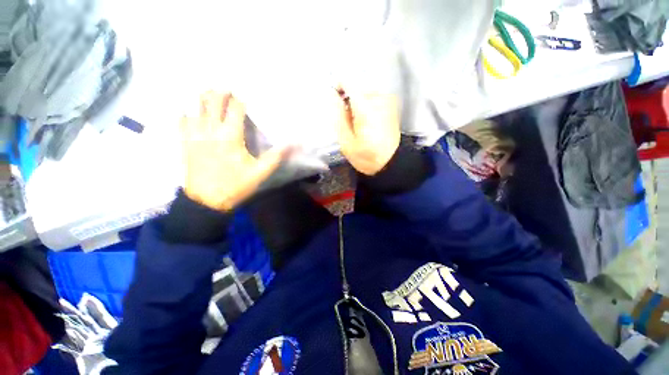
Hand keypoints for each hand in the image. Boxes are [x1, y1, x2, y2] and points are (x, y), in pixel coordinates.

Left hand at [181, 91, 289, 211]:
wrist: (206, 201)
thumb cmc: (235, 185)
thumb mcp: (260, 172)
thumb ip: (275, 156)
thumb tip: (293, 144)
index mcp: (230, 135)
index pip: (235, 108)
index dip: (241, 98)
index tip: (247, 93)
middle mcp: (210, 129)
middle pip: (213, 101)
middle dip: (222, 91)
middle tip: (229, 88)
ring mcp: (194, 134)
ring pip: (196, 106)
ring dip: (205, 97)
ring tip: (213, 93)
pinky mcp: (185, 141)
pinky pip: (182, 119)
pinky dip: (188, 111)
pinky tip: (193, 110)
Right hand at [336, 90, 399, 175]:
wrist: (391, 163)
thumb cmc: (367, 156)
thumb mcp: (346, 141)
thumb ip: (338, 116)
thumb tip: (331, 96)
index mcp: (366, 108)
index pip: (348, 82)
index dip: (338, 88)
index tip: (334, 100)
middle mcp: (379, 99)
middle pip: (356, 89)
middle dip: (348, 101)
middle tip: (347, 121)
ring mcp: (388, 101)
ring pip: (365, 93)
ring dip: (358, 104)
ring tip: (358, 124)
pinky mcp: (392, 106)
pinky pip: (373, 98)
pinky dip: (367, 107)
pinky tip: (367, 122)